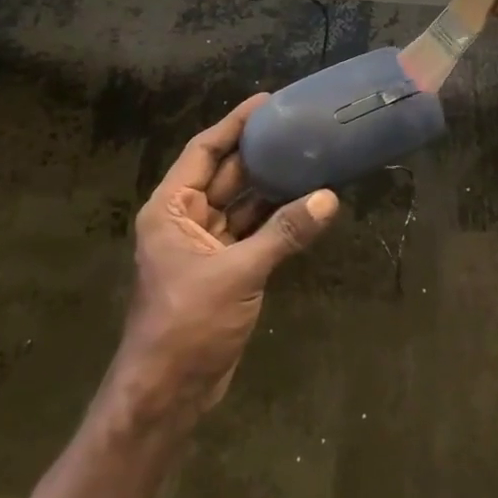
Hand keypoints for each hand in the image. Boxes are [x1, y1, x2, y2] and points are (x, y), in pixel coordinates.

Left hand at [109, 94, 339, 429]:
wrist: (167, 395)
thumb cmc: (187, 324)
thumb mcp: (237, 274)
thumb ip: (283, 233)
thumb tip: (329, 197)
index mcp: (171, 209)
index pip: (204, 151)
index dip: (234, 124)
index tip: (267, 102)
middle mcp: (186, 219)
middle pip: (226, 174)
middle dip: (259, 152)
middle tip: (298, 126)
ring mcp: (206, 246)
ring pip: (243, 204)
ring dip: (272, 186)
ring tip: (310, 157)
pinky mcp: (225, 270)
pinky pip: (253, 232)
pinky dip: (277, 220)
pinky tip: (307, 203)